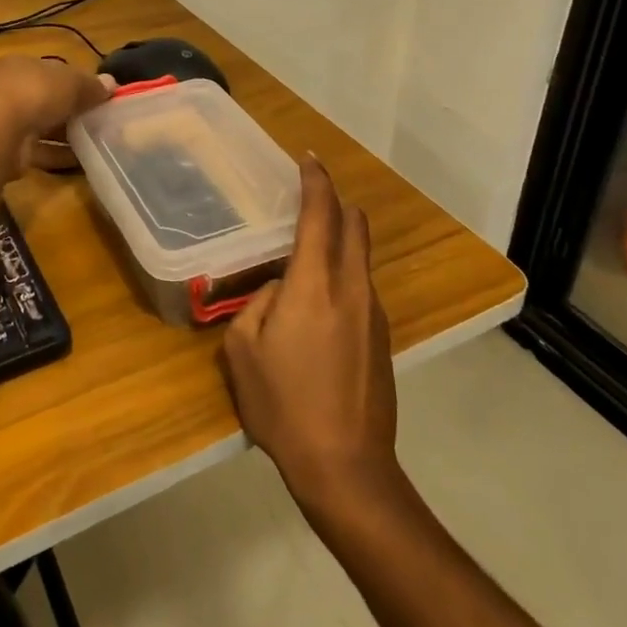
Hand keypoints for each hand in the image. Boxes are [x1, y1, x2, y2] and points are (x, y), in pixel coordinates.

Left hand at [0, 55, 112, 179]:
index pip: (52, 70)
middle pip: (47, 98)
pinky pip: (40, 150)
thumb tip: (112, 84)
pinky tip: (82, 160)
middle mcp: (8, 90)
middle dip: (72, 109)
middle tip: (100, 119)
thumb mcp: (71, 83)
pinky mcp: (8, 149)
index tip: (98, 94)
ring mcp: (5, 121)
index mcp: (20, 65)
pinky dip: (59, 154)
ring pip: (43, 125)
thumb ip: (91, 85)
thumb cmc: (35, 95)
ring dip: (66, 133)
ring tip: (96, 141)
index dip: (76, 81)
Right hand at [221, 156, 398, 511]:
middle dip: (335, 201)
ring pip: (360, 256)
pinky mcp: (382, 338)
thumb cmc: (284, 406)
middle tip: (309, 194)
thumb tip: (279, 289)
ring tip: (305, 251)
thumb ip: (257, 304)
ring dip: (339, 239)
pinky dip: (343, 272)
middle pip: (354, 225)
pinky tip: (318, 302)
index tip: (307, 158)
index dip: (315, 181)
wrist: (346, 467)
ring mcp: (373, 314)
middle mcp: (352, 289)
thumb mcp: (244, 351)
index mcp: (315, 286)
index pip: (320, 215)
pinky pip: (361, 286)